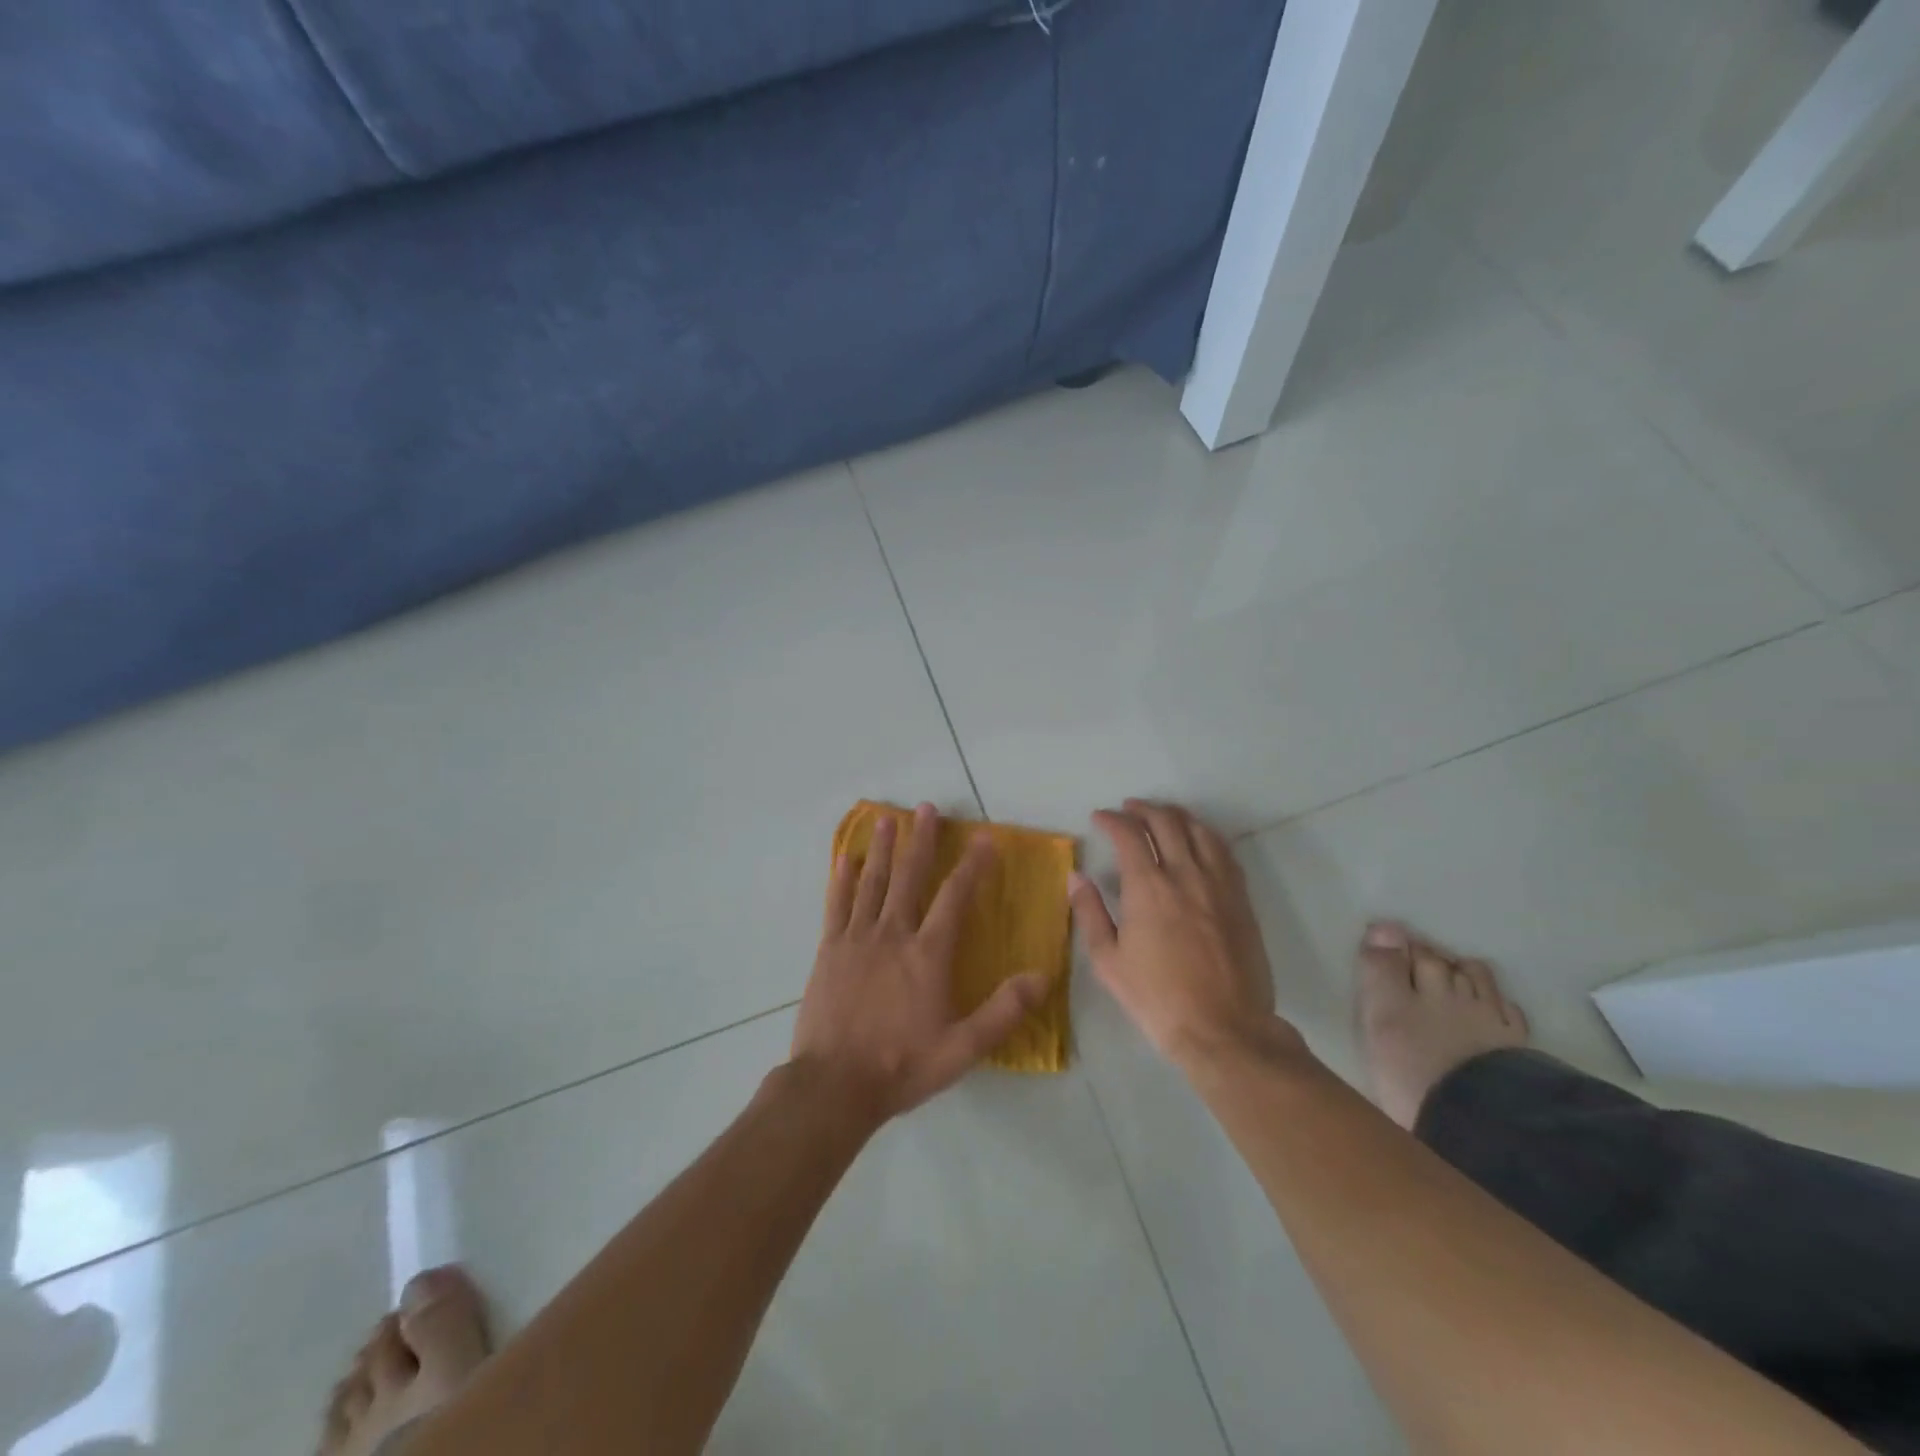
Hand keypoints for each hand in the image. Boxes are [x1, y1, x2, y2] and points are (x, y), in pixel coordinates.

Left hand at [792, 803, 1049, 1123]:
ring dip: (882, 848)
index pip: (955, 897)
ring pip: (872, 882)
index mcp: (927, 954)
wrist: (835, 1085)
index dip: (972, 865)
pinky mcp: (829, 950)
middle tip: (927, 808)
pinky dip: (842, 880)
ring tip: (887, 819)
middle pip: (910, 877)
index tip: (984, 838)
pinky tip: (844, 859)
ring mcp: (857, 939)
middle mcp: (893, 934)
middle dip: (921, 841)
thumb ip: (1004, 1011)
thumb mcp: (963, 1048)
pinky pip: (836, 905)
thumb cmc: (902, 1065)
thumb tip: (1043, 977)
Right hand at [1071, 799, 1296, 1069]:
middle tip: (1128, 809)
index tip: (1100, 818)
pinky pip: (1225, 852)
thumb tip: (1077, 877)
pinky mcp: (1241, 900)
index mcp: (1148, 887)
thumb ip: (1089, 913)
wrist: (1224, 1029)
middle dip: (1143, 809)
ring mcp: (1219, 884)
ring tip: (1163, 815)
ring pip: (1200, 831)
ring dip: (1177, 815)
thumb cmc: (1157, 999)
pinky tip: (1199, 841)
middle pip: (1167, 822)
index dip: (1112, 819)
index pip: (1129, 834)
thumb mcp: (1108, 961)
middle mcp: (1186, 874)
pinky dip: (1206, 836)